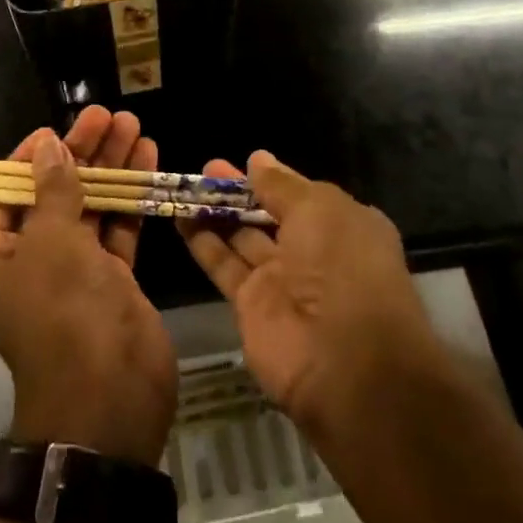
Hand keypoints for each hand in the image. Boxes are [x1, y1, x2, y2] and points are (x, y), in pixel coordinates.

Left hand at [0, 106, 177, 466]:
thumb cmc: (64, 313)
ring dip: (111, 167)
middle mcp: (28, 261)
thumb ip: (54, 189)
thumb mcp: (52, 242)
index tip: (58, 128)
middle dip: (82, 153)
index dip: (30, 157)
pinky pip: (116, 228)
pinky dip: (131, 197)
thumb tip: (49, 146)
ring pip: (89, 206)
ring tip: (134, 125)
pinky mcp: (109, 280)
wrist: (109, 399)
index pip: (4, 192)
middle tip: (108, 115)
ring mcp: (71, 272)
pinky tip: (149, 160)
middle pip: (53, 192)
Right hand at [177, 152, 442, 432]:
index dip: (273, 179)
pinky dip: (202, 241)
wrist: (344, 364)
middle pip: (269, 214)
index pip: (302, 195)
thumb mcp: (319, 209)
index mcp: (343, 226)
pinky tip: (178, 216)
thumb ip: (282, 185)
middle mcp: (314, 252)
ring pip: (242, 237)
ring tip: (184, 186)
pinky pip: (223, 264)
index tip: (244, 161)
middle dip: (239, 191)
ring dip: (216, 212)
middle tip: (205, 168)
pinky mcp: (250, 306)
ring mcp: (281, 281)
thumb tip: (258, 158)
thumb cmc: (342, 268)